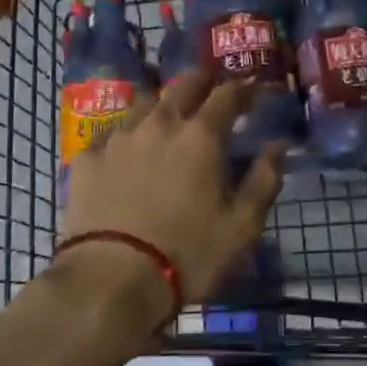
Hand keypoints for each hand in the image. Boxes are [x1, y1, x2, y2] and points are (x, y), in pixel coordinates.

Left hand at [57, 71, 286, 331]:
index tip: (255, 94)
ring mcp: (119, 137)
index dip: (245, 89)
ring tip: (169, 121)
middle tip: (213, 97)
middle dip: (204, 83)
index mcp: (202, 136)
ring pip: (145, 102)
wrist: (108, 281)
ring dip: (164, 104)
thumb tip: (279, 145)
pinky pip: (112, 132)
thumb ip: (264, 180)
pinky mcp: (87, 158)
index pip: (228, 94)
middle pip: (184, 84)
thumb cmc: (187, 255)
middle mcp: (160, 123)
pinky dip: (128, 134)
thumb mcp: (241, 227)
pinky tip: (128, 152)